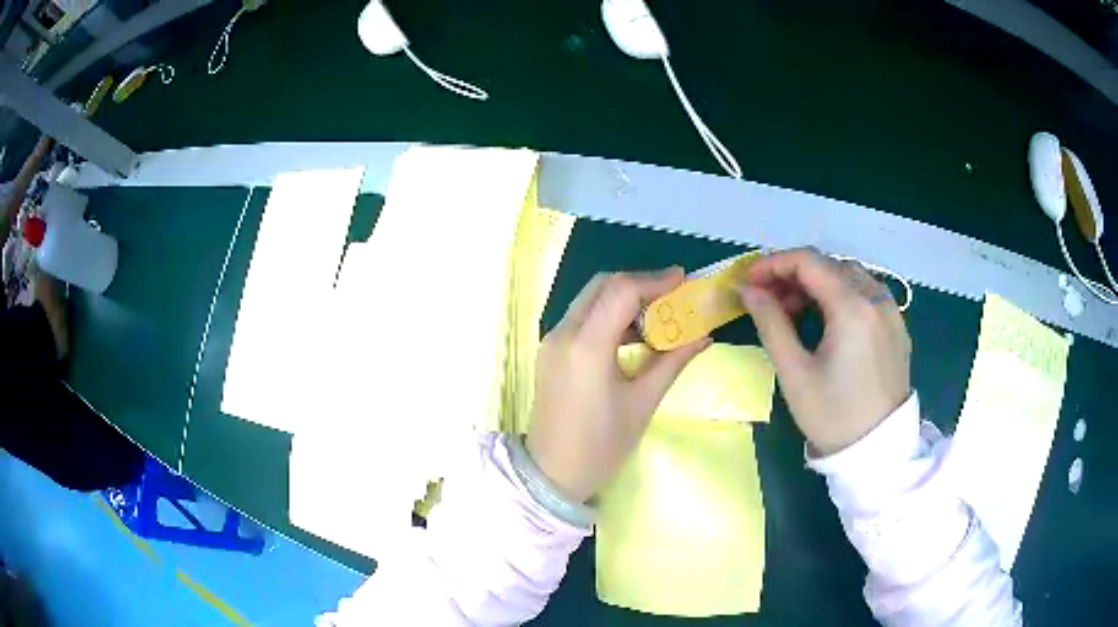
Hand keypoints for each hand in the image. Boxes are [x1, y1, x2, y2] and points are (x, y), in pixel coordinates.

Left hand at [527, 269, 710, 501]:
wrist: (551, 475)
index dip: (655, 281)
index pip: (621, 291)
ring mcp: (552, 341)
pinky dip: (607, 315)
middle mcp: (563, 334)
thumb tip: (704, 335)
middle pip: (602, 286)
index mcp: (587, 346)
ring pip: (590, 299)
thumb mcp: (642, 403)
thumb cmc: (600, 446)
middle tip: (672, 296)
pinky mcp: (550, 352)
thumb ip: (672, 361)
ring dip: (623, 299)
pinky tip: (632, 335)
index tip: (684, 280)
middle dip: (639, 284)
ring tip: (658, 316)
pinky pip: (581, 318)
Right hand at [739, 248, 911, 456]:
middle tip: (766, 299)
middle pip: (828, 265)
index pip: (808, 261)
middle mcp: (876, 298)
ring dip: (817, 284)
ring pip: (848, 276)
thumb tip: (748, 290)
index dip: (773, 264)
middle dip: (792, 275)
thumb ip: (770, 323)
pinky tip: (826, 320)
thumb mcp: (794, 373)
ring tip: (793, 311)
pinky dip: (840, 295)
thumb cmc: (832, 415)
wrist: (877, 451)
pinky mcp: (897, 325)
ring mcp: (891, 310)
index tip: (748, 281)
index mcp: (852, 307)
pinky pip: (865, 293)